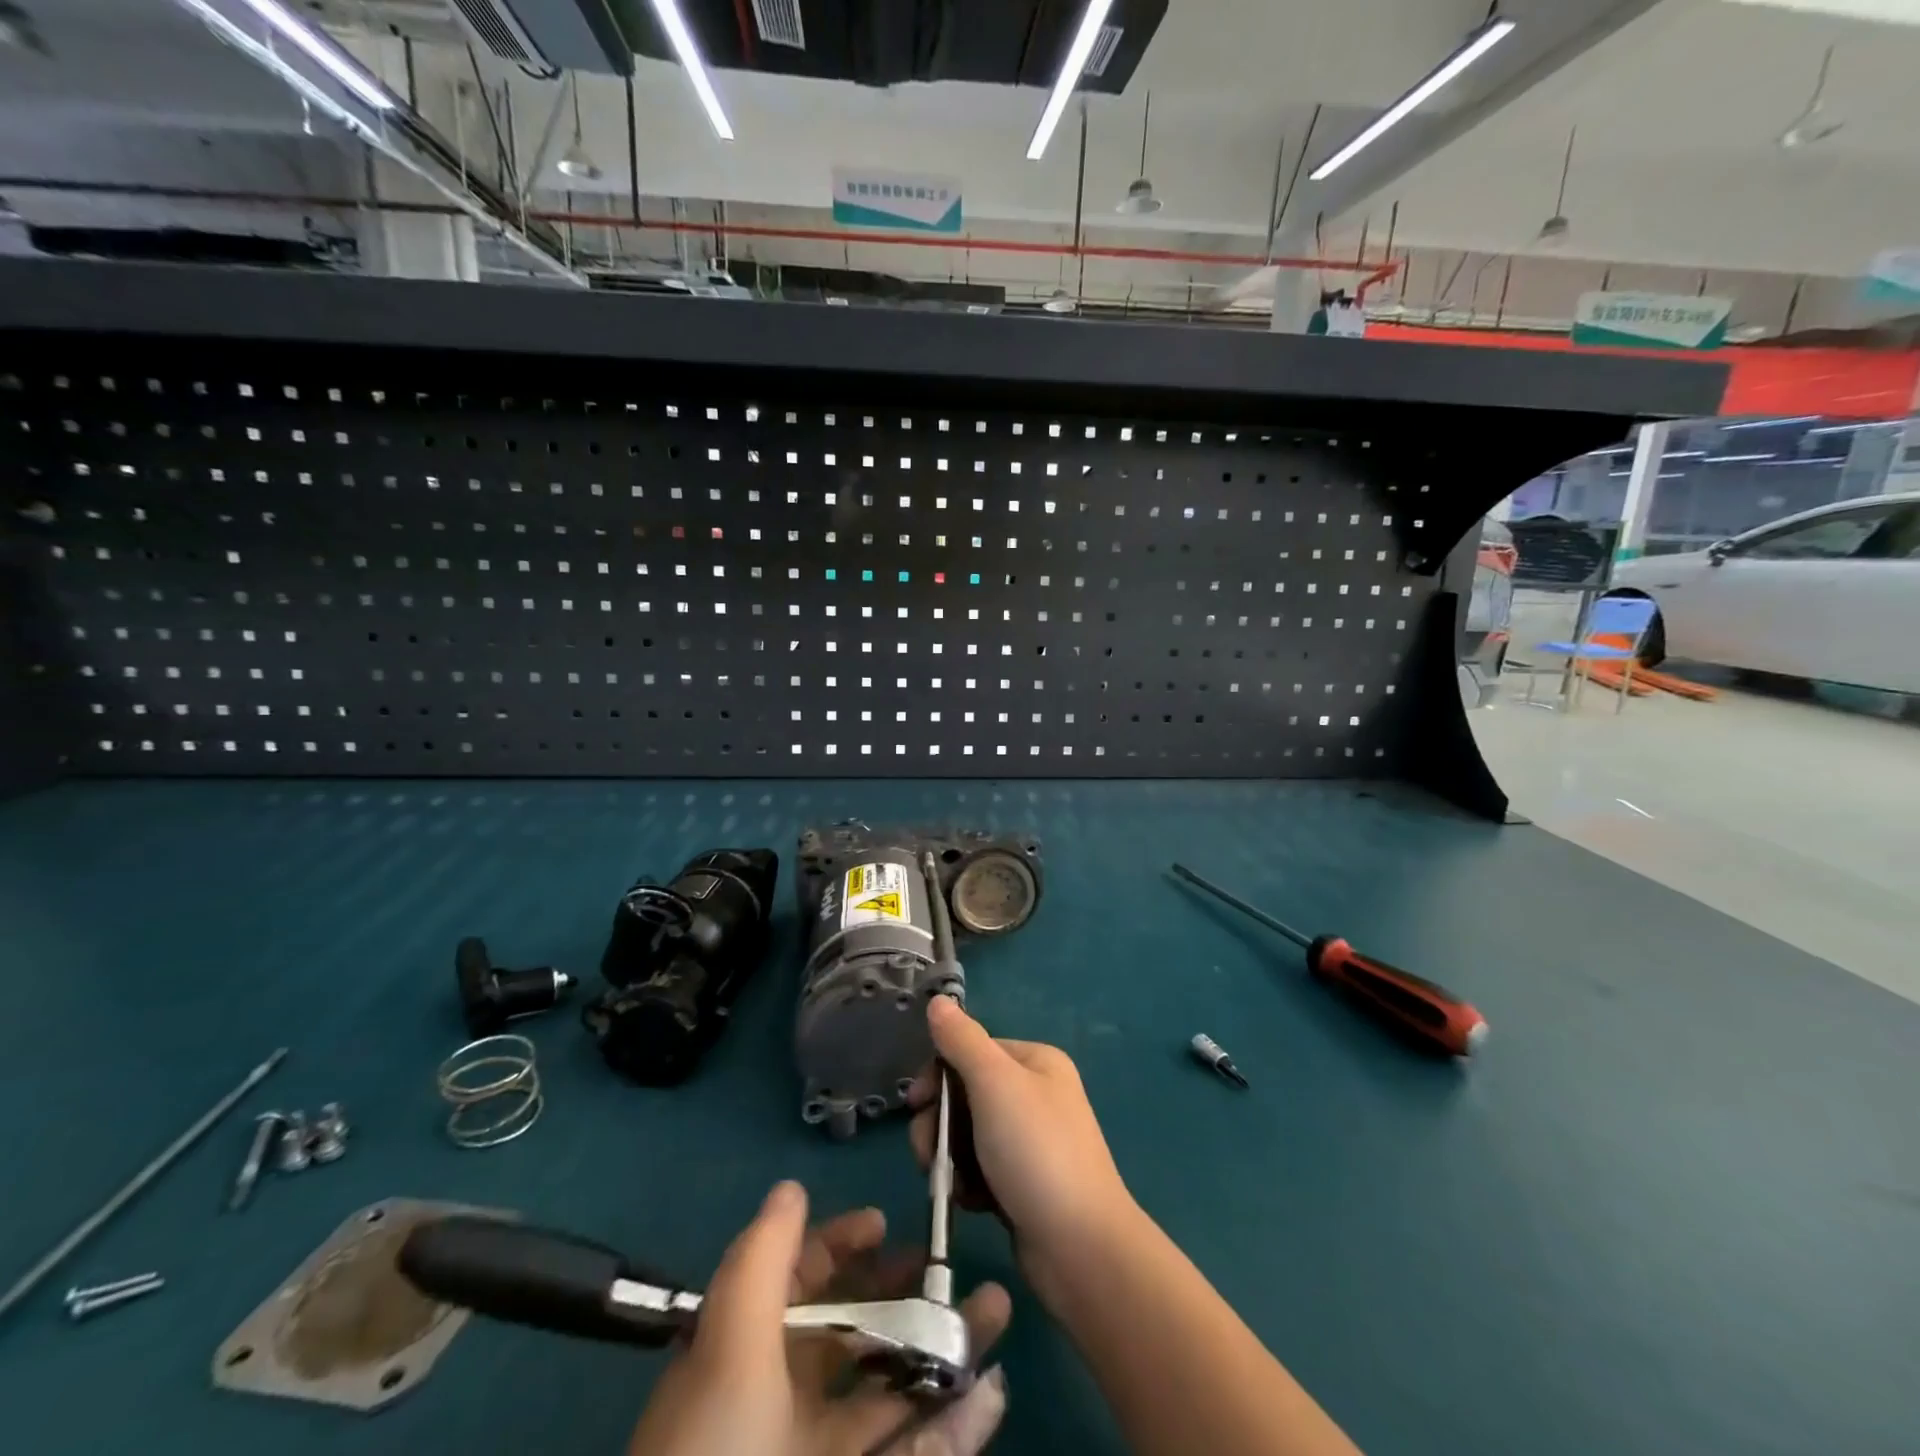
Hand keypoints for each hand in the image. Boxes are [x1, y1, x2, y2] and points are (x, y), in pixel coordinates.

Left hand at [628, 1181, 1010, 1455]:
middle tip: (949, 1267)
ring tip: (997, 1306)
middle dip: (903, 1291)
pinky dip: (958, 1428)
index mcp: (748, 1359)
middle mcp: (785, 1403)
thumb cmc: (718, 1445)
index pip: (797, 1282)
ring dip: (948, 1348)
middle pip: (854, 1332)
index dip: (837, 1245)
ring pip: (896, 1390)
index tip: (883, 1223)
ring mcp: (823, 1454)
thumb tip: (791, 1186)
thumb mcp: (728, 1346)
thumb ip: (764, 1260)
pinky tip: (993, 1391)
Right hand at [909, 997, 1138, 1301]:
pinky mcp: (1024, 1184)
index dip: (938, 1074)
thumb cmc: (1036, 1153)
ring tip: (950, 1184)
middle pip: (966, 1094)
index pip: (971, 1050)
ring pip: (968, 1135)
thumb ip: (962, 1040)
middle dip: (941, 1122)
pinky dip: (968, 1183)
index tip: (916, 1103)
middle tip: (929, 1153)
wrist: (1081, 1249)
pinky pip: (980, 1170)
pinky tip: (970, 1203)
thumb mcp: (995, 1084)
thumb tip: (938, 1000)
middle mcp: (1036, 1095)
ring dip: (950, 1156)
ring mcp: (1031, 1142)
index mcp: (1035, 1062)